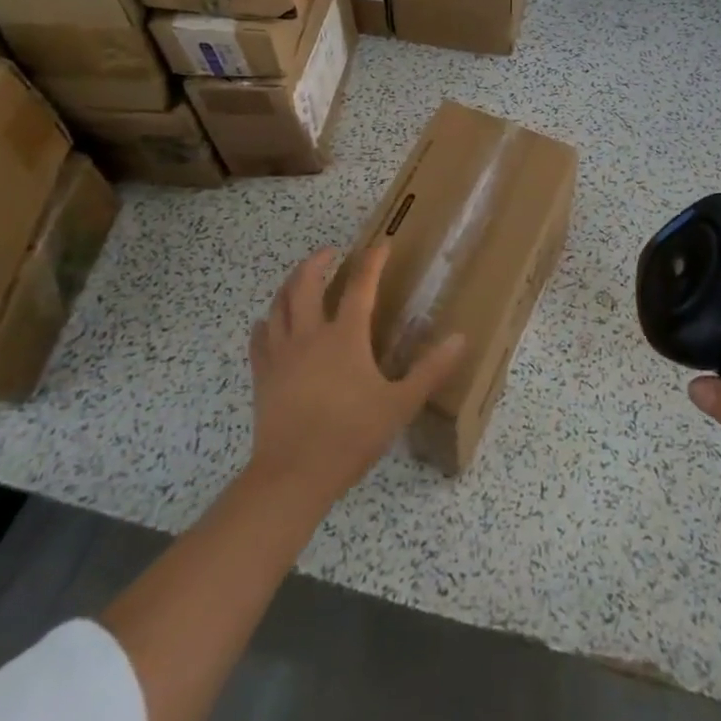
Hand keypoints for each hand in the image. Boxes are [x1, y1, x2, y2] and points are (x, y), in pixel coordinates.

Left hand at [247, 246, 465, 510]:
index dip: (372, 261)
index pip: (360, 286)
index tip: (381, 244)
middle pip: (305, 284)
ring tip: (300, 278)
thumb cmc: (350, 437)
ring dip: (290, 284)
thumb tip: (460, 338)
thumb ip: (431, 370)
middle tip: (330, 252)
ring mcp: (281, 354)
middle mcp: (310, 335)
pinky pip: (259, 338)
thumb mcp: (400, 404)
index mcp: (345, 337)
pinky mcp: (262, 375)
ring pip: (278, 304)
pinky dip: (266, 322)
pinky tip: (268, 322)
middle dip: (317, 261)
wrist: (292, 476)